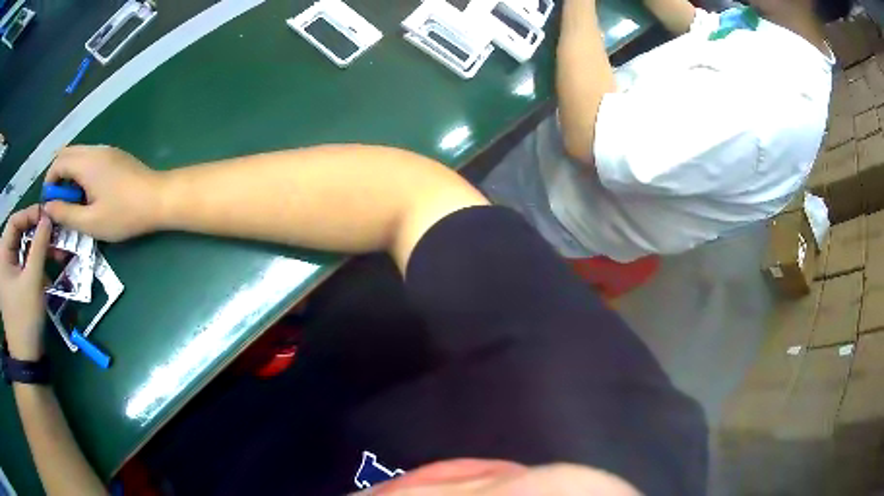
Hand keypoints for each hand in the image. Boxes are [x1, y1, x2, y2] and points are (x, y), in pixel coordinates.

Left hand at [0, 206, 50, 360]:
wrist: (25, 363)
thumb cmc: (24, 320)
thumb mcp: (33, 281)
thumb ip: (39, 245)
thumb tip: (48, 217)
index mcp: (3, 253)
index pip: (15, 221)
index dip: (30, 214)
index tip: (47, 217)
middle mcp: (3, 259)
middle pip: (19, 236)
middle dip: (37, 235)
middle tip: (54, 237)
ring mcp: (7, 275)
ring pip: (22, 252)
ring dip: (38, 252)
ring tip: (55, 256)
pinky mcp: (12, 288)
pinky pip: (22, 268)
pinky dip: (34, 268)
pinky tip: (46, 276)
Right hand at [44, 145, 164, 241]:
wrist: (159, 198)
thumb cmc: (123, 213)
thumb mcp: (90, 222)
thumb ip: (66, 214)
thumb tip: (47, 207)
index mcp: (86, 162)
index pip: (58, 162)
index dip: (49, 181)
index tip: (49, 203)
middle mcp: (95, 149)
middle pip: (67, 153)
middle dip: (57, 176)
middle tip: (59, 203)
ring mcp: (106, 150)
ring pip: (78, 154)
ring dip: (69, 174)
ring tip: (73, 202)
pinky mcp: (114, 155)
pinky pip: (89, 158)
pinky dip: (81, 172)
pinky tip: (87, 194)